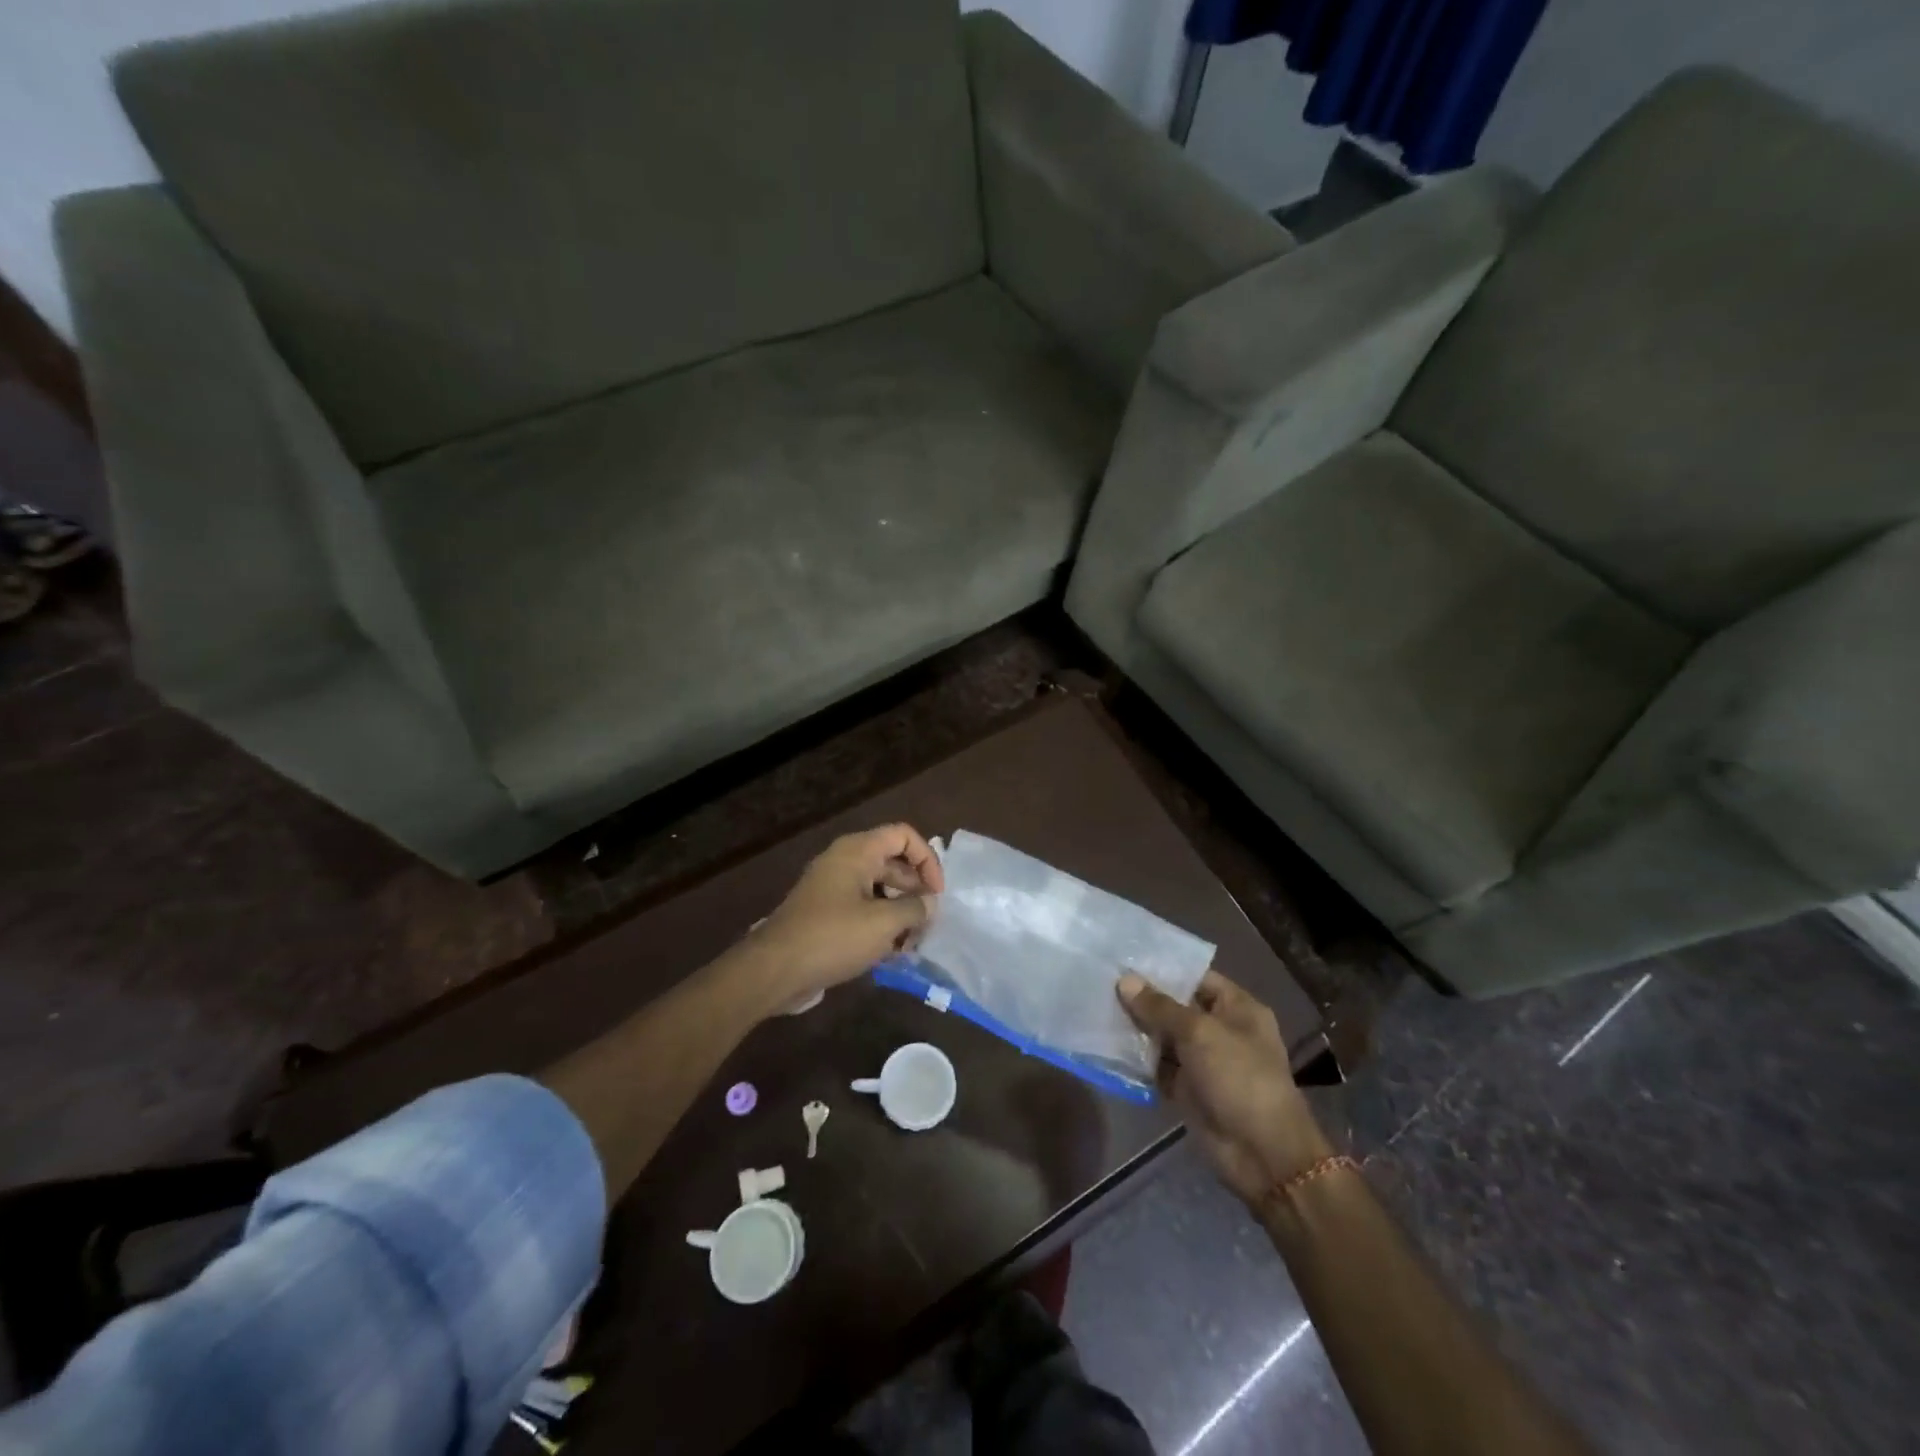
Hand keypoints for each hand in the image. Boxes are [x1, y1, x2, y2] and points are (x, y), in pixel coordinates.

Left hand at [750, 824, 944, 1001]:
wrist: (775, 970)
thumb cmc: (832, 937)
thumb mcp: (883, 923)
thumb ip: (914, 909)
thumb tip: (930, 903)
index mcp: (857, 852)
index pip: (903, 836)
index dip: (927, 859)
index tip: (936, 894)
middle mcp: (844, 862)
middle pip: (893, 864)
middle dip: (915, 891)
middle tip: (927, 924)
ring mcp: (833, 888)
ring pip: (879, 890)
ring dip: (899, 912)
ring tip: (911, 943)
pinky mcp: (826, 914)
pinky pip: (863, 909)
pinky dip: (880, 925)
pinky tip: (891, 952)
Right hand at [1119, 969, 1333, 1206]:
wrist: (1262, 1154)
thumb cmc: (1239, 1078)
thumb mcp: (1199, 1033)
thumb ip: (1160, 1007)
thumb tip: (1125, 980)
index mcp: (1236, 1008)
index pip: (1195, 977)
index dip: (1163, 969)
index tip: (1125, 959)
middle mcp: (1220, 1029)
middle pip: (1176, 1006)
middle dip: (1143, 998)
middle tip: (1102, 981)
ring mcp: (1204, 1060)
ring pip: (1164, 1037)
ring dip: (1137, 1029)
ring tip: (1097, 1008)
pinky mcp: (1189, 1089)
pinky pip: (1159, 1066)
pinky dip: (1139, 1060)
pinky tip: (1108, 1045)